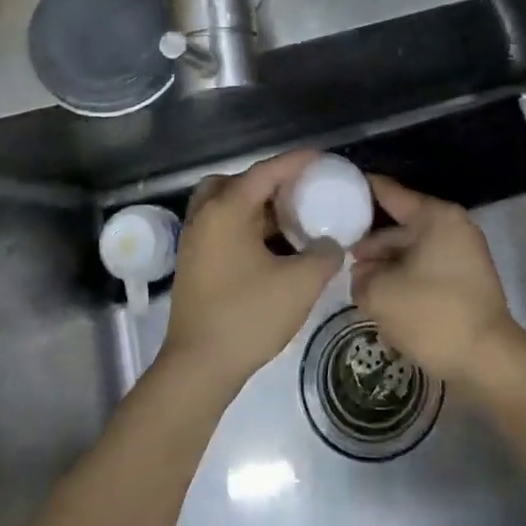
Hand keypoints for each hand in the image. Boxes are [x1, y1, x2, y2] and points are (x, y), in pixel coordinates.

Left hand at [160, 150, 341, 389]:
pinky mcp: (194, 264)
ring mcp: (194, 242)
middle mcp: (204, 217)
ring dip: (255, 206)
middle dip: (268, 182)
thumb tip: (331, 244)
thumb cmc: (248, 316)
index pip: (265, 172)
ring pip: (225, 206)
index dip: (296, 162)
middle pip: (236, 182)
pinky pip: (221, 227)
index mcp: (226, 210)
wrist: (198, 367)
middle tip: (296, 192)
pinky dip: (245, 226)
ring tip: (288, 219)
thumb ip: (325, 255)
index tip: (321, 158)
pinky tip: (271, 248)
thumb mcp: (300, 284)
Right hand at [349, 175, 521, 383]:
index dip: (362, 190)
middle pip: (402, 226)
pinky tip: (381, 294)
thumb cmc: (432, 315)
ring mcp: (463, 254)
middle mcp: (453, 227)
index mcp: (436, 217)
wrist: (487, 360)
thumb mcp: (380, 294)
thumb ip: (361, 276)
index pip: (391, 193)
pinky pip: (427, 268)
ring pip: (413, 250)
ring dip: (386, 264)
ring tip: (356, 280)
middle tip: (338, 252)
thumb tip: (363, 274)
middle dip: (371, 242)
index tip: (337, 186)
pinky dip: (405, 277)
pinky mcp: (466, 281)